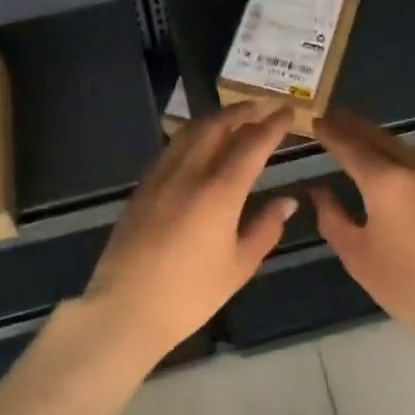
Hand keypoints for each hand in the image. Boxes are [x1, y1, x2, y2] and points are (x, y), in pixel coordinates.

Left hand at [83, 102, 298, 358]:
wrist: (126, 308)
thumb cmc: (190, 295)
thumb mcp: (239, 266)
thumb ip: (265, 228)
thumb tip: (287, 201)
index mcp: (219, 191)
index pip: (251, 144)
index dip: (272, 125)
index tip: (288, 112)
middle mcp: (189, 173)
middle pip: (217, 126)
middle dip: (243, 111)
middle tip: (263, 106)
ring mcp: (160, 176)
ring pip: (189, 132)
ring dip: (215, 119)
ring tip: (234, 119)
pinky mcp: (142, 187)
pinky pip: (172, 148)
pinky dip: (192, 136)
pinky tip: (199, 146)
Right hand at [310, 109, 414, 350]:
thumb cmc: (407, 288)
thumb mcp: (357, 255)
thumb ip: (331, 216)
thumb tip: (319, 190)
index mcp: (386, 182)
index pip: (350, 146)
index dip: (331, 132)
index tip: (317, 120)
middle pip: (381, 138)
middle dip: (356, 128)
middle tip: (337, 118)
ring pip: (409, 153)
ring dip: (385, 147)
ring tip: (367, 147)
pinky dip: (412, 170)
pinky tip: (406, 183)